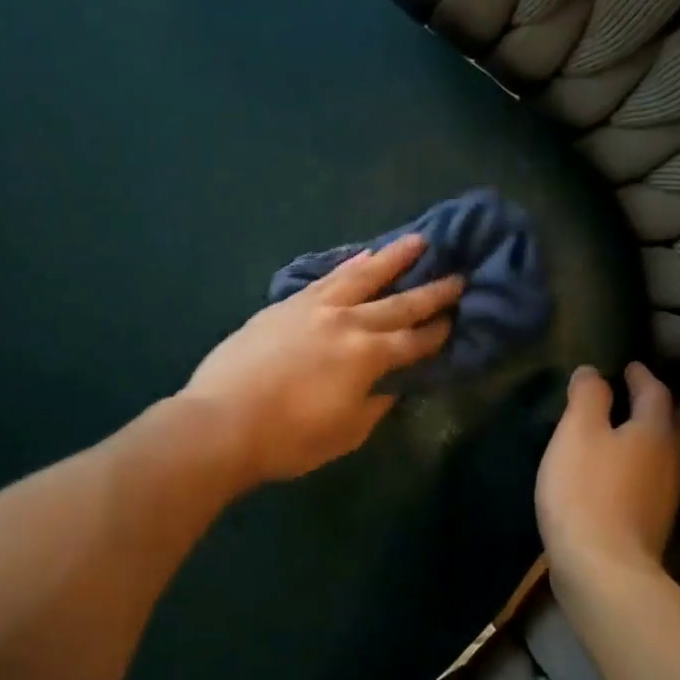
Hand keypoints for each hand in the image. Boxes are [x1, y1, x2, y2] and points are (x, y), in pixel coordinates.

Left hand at [181, 235, 462, 486]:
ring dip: (393, 259)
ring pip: (362, 276)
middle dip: (431, 291)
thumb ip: (374, 404)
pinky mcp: (286, 305)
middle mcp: (347, 322)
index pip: (413, 341)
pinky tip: (361, 255)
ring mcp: (314, 308)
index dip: (437, 332)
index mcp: (368, 357)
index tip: (457, 317)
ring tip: (417, 241)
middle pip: (397, 303)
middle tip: (458, 275)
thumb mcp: (345, 432)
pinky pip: (326, 278)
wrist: (222, 421)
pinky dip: (348, 265)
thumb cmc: (288, 438)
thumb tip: (391, 384)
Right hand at [536, 363, 679, 596]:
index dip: (642, 375)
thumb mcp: (577, 432)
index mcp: (654, 432)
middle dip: (659, 405)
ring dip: (653, 435)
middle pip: (673, 424)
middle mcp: (669, 460)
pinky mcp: (652, 522)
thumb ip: (587, 397)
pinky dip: (642, 463)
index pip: (656, 393)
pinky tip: (623, 470)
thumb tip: (593, 372)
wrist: (602, 568)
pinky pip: (653, 478)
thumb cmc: (585, 489)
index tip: (630, 365)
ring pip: (666, 453)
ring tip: (630, 428)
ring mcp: (665, 495)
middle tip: (640, 393)